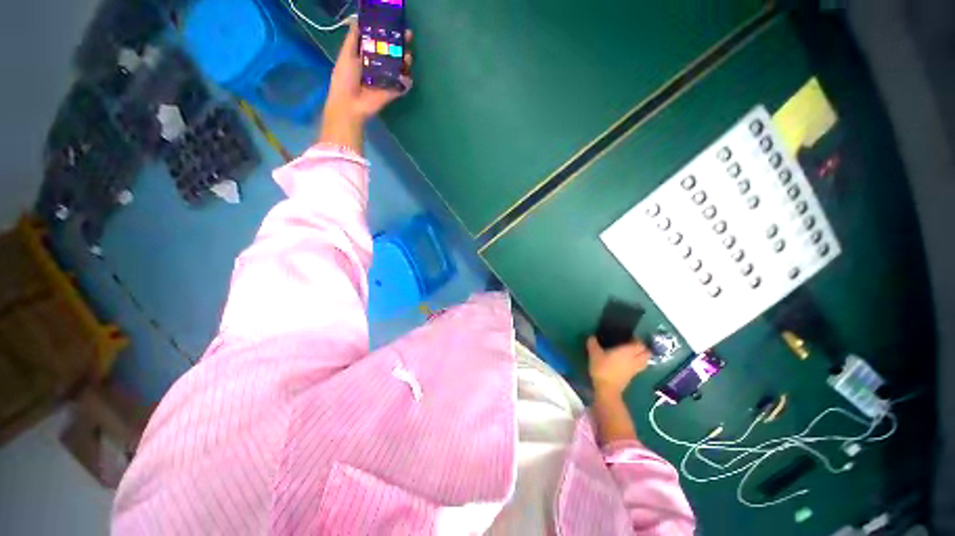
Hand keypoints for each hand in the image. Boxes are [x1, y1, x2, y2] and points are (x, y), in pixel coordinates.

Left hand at [320, 22, 412, 150]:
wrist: (350, 104)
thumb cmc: (345, 78)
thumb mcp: (346, 54)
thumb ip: (353, 38)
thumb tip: (358, 20)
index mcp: (367, 57)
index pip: (380, 42)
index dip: (387, 33)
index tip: (395, 24)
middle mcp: (378, 67)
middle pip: (392, 53)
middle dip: (400, 45)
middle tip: (408, 36)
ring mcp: (386, 80)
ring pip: (399, 68)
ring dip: (405, 61)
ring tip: (408, 57)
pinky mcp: (392, 92)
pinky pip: (402, 86)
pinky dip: (407, 82)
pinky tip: (407, 77)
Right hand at [587, 336, 651, 396]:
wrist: (606, 389)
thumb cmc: (602, 368)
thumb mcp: (594, 354)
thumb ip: (593, 344)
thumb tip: (592, 337)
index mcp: (628, 351)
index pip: (640, 344)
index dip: (637, 340)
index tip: (629, 337)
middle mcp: (634, 359)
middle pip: (647, 353)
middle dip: (643, 349)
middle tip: (632, 345)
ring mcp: (635, 369)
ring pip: (645, 361)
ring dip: (641, 357)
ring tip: (632, 354)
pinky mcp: (632, 377)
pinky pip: (639, 368)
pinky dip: (636, 364)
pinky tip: (627, 363)